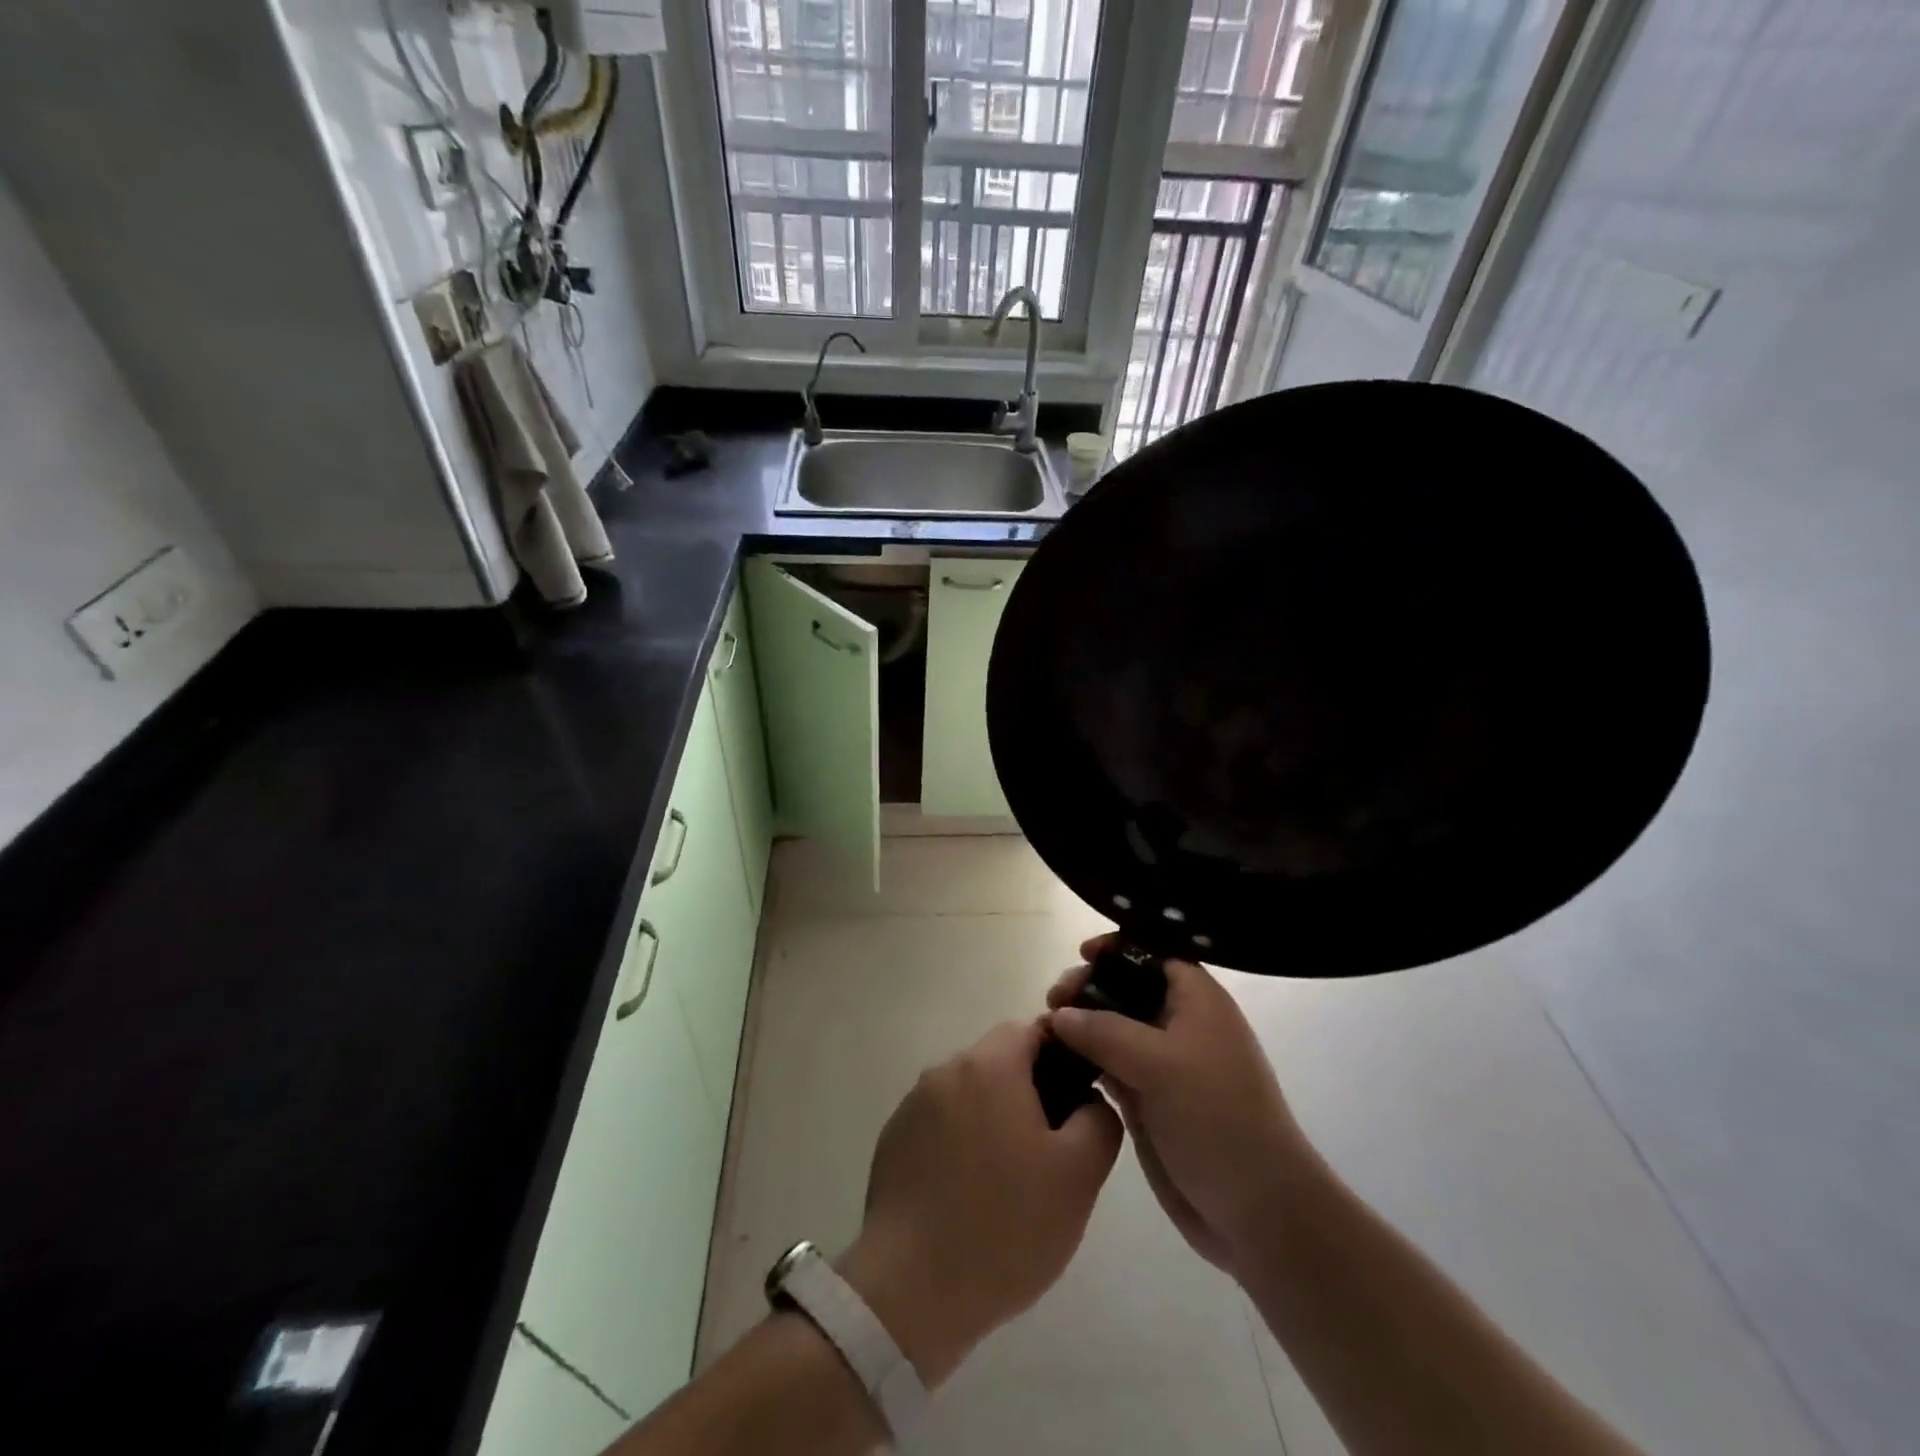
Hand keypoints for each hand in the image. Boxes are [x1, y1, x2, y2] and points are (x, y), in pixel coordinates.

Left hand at [838, 1019, 1122, 1385]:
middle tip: (1050, 1150)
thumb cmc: (1005, 1225)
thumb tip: (1088, 1098)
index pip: (1032, 1031)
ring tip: (1009, 1179)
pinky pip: (940, 1123)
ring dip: (993, 1118)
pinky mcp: (893, 1139)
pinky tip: (969, 1194)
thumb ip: (1098, 1119)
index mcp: (989, 1065)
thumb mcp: (1079, 1175)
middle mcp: (946, 1070)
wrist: (911, 1290)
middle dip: (1029, 1092)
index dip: (1062, 1058)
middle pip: (999, 1060)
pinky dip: (960, 1142)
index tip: (1076, 1103)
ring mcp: (913, 1105)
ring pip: (969, 1093)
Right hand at [1047, 936, 1316, 1278]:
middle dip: (1089, 987)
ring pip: (1114, 1029)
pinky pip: (1111, 1067)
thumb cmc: (1217, 1117)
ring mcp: (1164, 1065)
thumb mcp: (1160, 1063)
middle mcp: (1180, 1024)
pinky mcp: (1150, 1101)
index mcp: (1197, 1000)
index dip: (1119, 947)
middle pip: (1127, 988)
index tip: (1082, 953)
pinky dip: (1086, 1061)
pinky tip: (1057, 1063)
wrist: (1257, 1210)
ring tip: (1044, 1032)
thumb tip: (1059, 1014)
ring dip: (1081, 1026)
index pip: (1154, 953)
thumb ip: (1104, 1031)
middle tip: (1053, 1001)